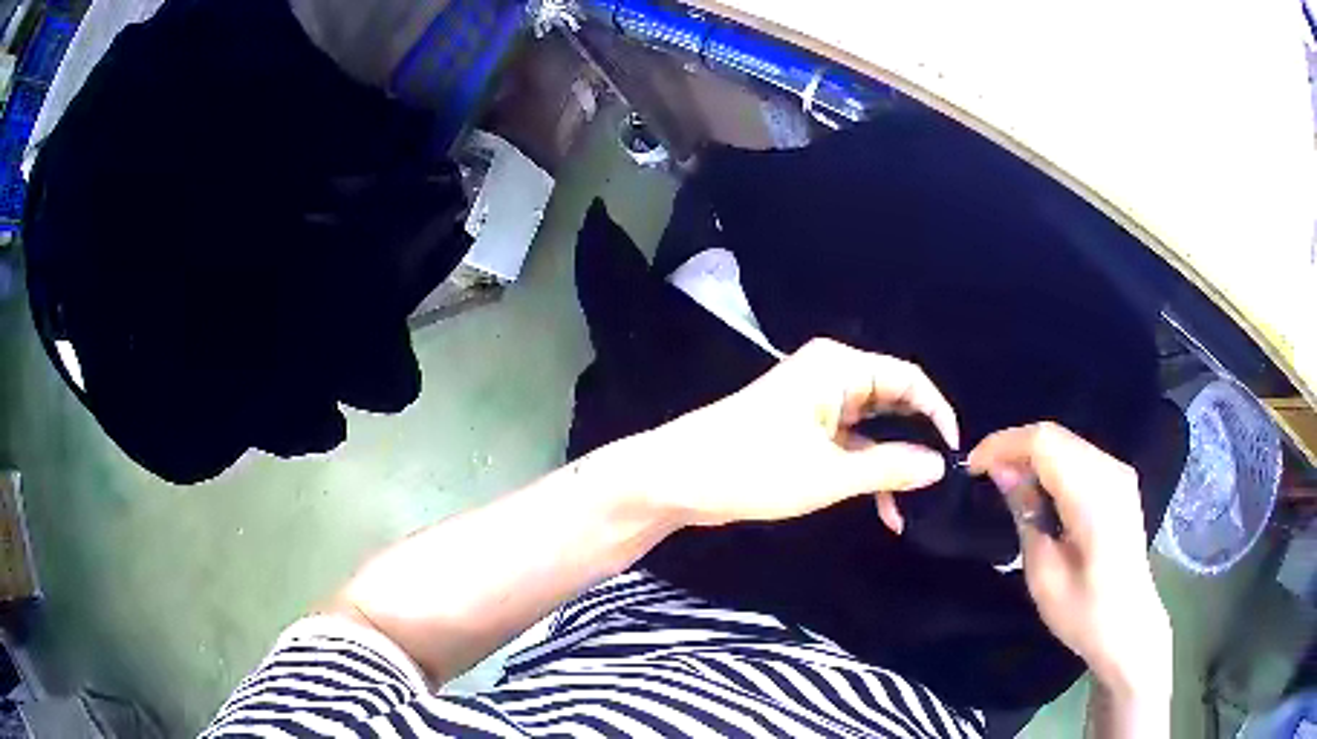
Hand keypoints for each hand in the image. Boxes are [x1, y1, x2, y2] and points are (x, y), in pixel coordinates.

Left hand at [632, 338, 959, 527]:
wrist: (676, 479)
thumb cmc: (752, 468)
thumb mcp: (828, 474)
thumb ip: (889, 468)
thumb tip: (939, 465)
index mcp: (838, 368)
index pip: (908, 379)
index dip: (937, 413)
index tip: (956, 453)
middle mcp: (830, 377)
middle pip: (892, 403)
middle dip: (914, 443)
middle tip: (937, 484)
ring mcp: (814, 404)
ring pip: (871, 430)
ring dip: (889, 467)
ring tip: (908, 508)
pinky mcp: (801, 430)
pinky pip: (847, 445)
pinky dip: (864, 472)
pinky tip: (882, 509)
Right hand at [968, 423, 1170, 695]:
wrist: (1129, 627)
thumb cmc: (1083, 613)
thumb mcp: (1043, 573)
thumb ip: (1026, 514)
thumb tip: (1002, 471)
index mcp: (1094, 495)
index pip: (1044, 442)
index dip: (1003, 444)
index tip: (971, 467)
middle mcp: (1111, 471)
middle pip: (1055, 436)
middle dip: (1014, 447)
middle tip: (983, 476)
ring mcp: (1119, 473)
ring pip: (1066, 442)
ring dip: (1032, 455)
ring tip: (1005, 483)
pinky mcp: (1119, 482)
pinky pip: (1078, 456)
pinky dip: (1051, 464)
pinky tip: (1037, 491)